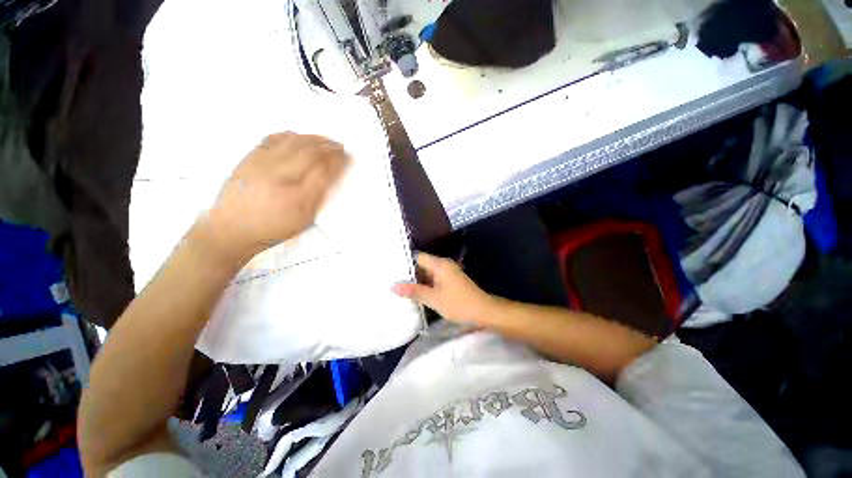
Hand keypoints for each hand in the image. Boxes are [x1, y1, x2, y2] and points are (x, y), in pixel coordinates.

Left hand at [195, 132, 348, 263]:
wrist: (230, 229)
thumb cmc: (272, 228)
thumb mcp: (302, 221)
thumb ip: (318, 198)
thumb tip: (330, 177)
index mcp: (296, 198)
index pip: (322, 171)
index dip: (337, 161)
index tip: (346, 157)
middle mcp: (279, 177)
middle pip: (310, 153)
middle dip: (329, 147)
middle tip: (340, 147)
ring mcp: (262, 164)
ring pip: (293, 142)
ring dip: (314, 138)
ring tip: (325, 140)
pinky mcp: (249, 157)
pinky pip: (273, 138)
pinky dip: (291, 134)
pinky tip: (300, 137)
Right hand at [392, 253, 495, 323]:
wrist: (483, 311)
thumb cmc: (458, 303)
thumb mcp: (433, 298)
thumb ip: (414, 291)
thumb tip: (393, 286)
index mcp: (440, 264)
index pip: (418, 257)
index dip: (405, 262)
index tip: (392, 269)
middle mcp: (444, 265)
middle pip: (422, 264)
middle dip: (409, 273)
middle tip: (393, 280)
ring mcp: (448, 273)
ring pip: (428, 273)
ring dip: (417, 280)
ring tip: (400, 287)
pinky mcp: (451, 281)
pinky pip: (434, 279)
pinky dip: (425, 285)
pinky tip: (416, 293)